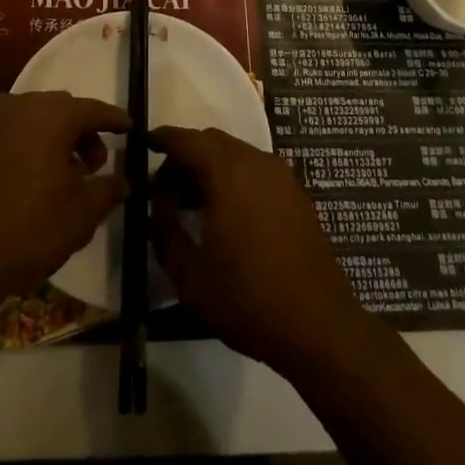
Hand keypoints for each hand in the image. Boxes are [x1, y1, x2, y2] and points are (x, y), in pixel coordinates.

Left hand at [0, 91, 128, 310]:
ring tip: (56, 174)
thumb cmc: (29, 229)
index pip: (92, 109)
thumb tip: (124, 182)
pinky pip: (3, 133)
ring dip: (49, 138)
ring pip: (29, 119)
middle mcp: (19, 105)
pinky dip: (20, 146)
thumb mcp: (81, 214)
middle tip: (93, 164)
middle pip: (60, 110)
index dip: (113, 119)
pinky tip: (22, 178)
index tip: (129, 127)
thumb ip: (107, 190)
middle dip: (80, 132)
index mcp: (52, 115)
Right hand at [150, 126, 374, 379]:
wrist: (320, 326)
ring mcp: (281, 176)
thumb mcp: (192, 279)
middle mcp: (256, 162)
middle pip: (211, 142)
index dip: (162, 139)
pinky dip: (234, 178)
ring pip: (235, 154)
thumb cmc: (249, 300)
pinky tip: (226, 215)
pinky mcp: (296, 194)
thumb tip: (157, 215)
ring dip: (210, 169)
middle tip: (164, 194)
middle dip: (184, 159)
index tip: (143, 145)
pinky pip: (256, 169)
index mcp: (227, 174)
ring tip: (193, 207)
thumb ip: (166, 237)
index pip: (186, 140)